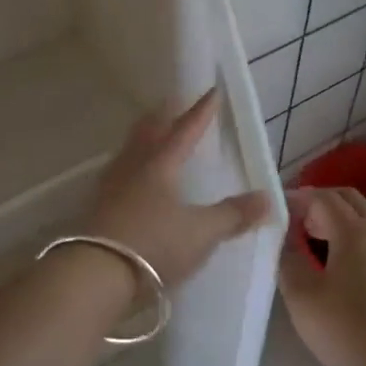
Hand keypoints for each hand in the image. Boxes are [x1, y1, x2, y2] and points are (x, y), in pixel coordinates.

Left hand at [83, 89, 271, 289]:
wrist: (96, 274)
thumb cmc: (154, 244)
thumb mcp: (202, 232)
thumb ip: (233, 215)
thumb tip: (268, 198)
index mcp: (161, 164)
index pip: (185, 130)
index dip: (201, 112)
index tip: (211, 92)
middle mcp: (134, 167)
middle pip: (149, 132)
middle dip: (163, 116)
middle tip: (171, 102)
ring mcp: (111, 186)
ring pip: (130, 150)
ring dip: (143, 137)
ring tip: (149, 133)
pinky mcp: (97, 208)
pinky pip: (117, 174)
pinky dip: (129, 165)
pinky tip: (129, 177)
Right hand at [280, 187, 365, 365]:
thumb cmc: (353, 331)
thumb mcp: (303, 300)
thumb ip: (288, 263)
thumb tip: (285, 242)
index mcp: (355, 231)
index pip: (322, 197)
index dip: (297, 197)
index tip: (278, 209)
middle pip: (349, 199)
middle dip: (321, 203)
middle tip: (299, 223)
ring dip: (342, 223)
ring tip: (319, 246)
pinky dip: (360, 242)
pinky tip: (350, 273)